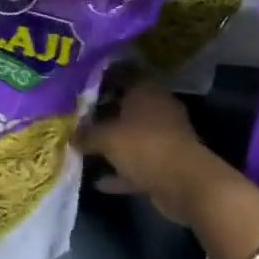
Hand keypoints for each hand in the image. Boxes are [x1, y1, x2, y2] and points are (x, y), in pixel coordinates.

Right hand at [81, 78, 258, 231]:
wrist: (186, 185)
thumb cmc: (144, 146)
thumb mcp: (106, 138)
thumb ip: (86, 135)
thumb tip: (71, 136)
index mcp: (145, 91)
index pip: (122, 73)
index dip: (100, 77)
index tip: (78, 85)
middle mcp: (157, 108)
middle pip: (125, 105)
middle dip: (102, 113)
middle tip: (76, 117)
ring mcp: (164, 137)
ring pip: (131, 135)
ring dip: (112, 144)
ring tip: (84, 148)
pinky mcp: (166, 163)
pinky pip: (137, 163)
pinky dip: (121, 171)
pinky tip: (99, 181)